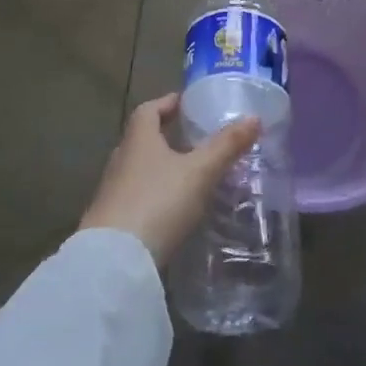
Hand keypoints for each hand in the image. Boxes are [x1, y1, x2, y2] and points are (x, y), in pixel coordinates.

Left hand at [81, 93, 259, 266]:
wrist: (113, 262)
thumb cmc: (157, 203)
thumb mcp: (199, 172)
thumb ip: (226, 146)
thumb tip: (254, 117)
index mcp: (139, 139)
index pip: (149, 109)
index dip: (168, 102)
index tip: (187, 103)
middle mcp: (121, 160)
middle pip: (143, 139)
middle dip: (167, 136)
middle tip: (195, 139)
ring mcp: (112, 192)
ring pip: (140, 169)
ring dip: (161, 167)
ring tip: (191, 174)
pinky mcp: (112, 222)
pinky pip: (137, 197)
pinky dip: (155, 195)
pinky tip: (173, 209)